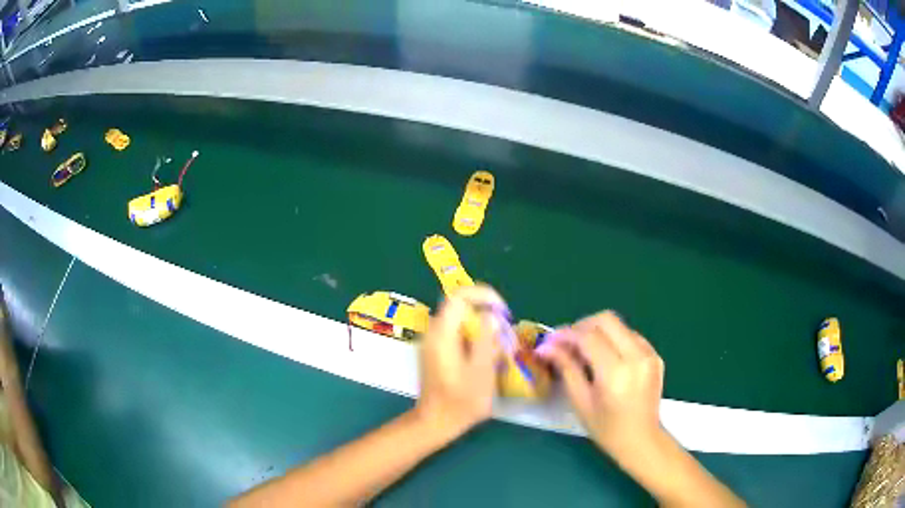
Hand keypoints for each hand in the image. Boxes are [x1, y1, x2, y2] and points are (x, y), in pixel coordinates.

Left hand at [415, 285, 504, 436]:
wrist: (436, 422)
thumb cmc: (461, 402)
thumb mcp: (481, 371)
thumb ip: (486, 340)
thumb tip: (490, 316)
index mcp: (442, 334)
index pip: (459, 296)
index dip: (483, 295)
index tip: (502, 310)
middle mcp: (434, 333)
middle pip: (462, 308)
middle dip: (488, 316)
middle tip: (506, 335)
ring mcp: (435, 342)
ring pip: (462, 322)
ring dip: (484, 329)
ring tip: (501, 350)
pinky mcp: (439, 352)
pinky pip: (460, 335)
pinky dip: (477, 340)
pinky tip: (489, 359)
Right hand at [537, 311, 664, 459]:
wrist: (641, 440)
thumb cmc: (606, 428)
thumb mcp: (581, 401)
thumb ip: (566, 368)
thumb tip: (546, 347)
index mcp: (616, 372)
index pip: (588, 337)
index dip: (566, 335)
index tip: (550, 341)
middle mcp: (636, 356)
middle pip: (606, 320)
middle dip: (582, 326)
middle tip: (567, 342)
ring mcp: (649, 353)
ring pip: (619, 325)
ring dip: (598, 332)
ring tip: (584, 351)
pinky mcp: (654, 355)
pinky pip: (630, 335)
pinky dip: (613, 339)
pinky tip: (605, 358)